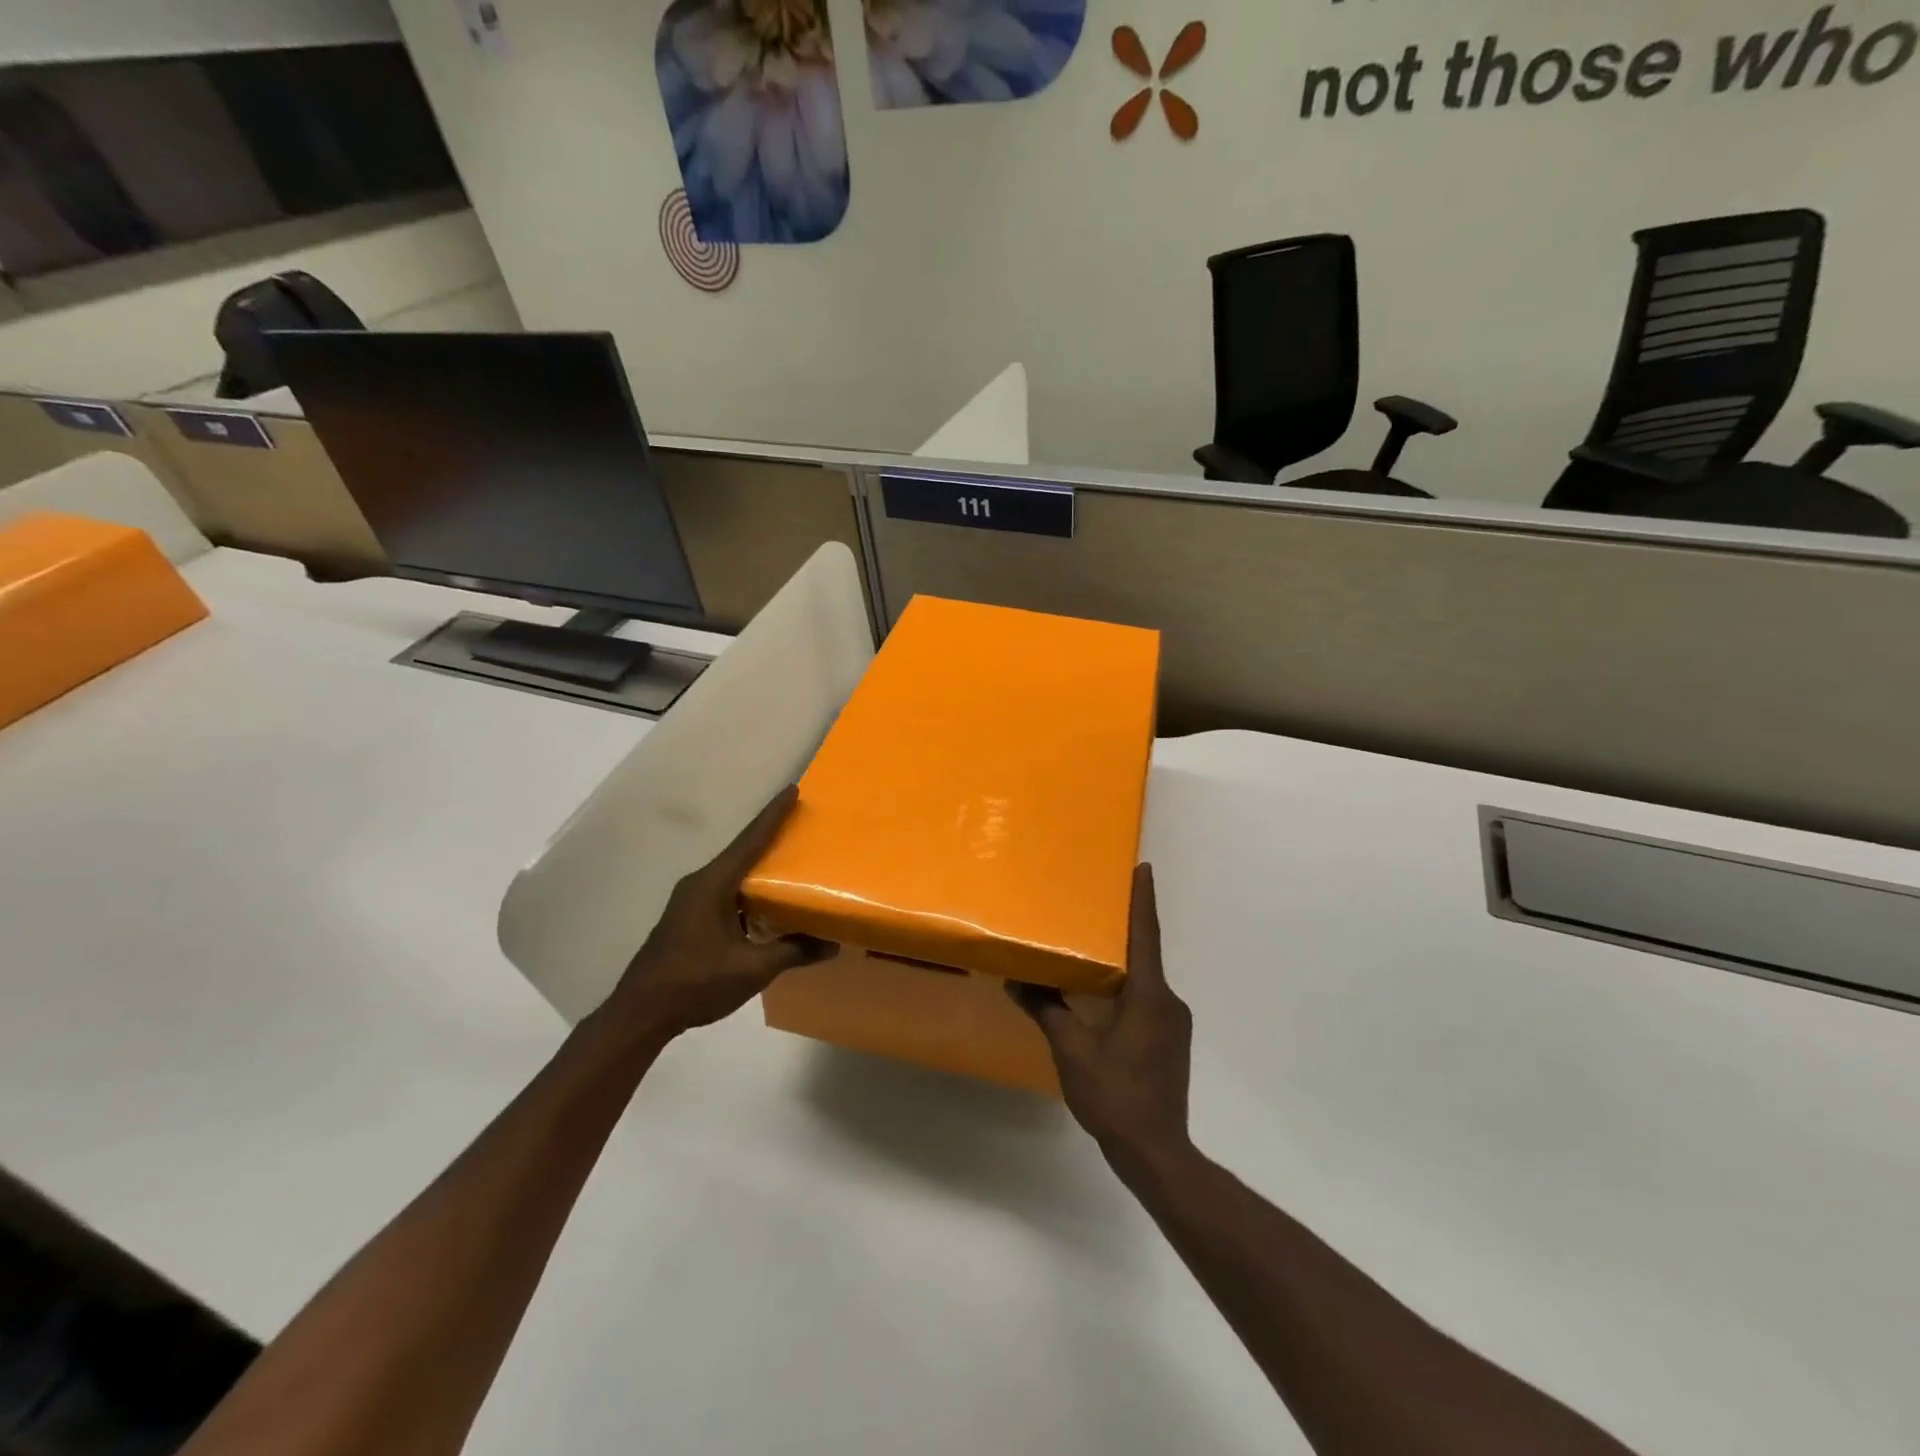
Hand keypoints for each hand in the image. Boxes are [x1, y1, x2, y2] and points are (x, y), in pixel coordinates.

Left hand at [600, 787, 832, 1042]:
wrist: (640, 1012)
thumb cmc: (696, 983)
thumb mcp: (752, 969)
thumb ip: (793, 951)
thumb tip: (832, 945)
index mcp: (713, 884)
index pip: (750, 841)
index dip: (773, 815)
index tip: (792, 790)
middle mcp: (700, 883)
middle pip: (741, 850)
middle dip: (769, 834)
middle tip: (800, 821)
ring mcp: (690, 900)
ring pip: (732, 872)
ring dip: (758, 863)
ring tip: (789, 857)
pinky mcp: (688, 917)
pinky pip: (725, 889)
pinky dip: (748, 886)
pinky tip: (765, 899)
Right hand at [1009, 864, 1192, 1163]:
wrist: (1156, 1153)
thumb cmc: (1115, 1096)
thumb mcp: (1072, 1051)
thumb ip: (1048, 1010)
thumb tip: (1016, 981)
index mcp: (1149, 995)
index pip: (1146, 935)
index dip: (1143, 899)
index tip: (1143, 867)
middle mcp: (1168, 1002)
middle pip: (1145, 954)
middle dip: (1124, 928)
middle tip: (1098, 904)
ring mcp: (1173, 1024)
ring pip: (1145, 981)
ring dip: (1123, 963)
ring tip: (1092, 948)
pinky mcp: (1170, 1041)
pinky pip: (1147, 1000)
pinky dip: (1126, 988)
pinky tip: (1102, 996)